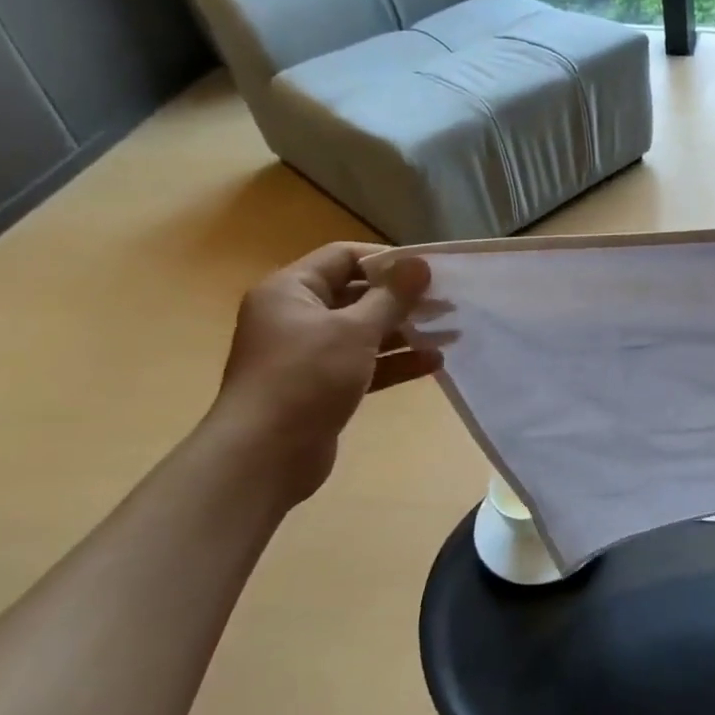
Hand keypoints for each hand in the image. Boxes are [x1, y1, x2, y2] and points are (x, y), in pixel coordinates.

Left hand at [207, 243, 451, 504]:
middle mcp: (295, 316)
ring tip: (450, 333)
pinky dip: (395, 361)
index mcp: (290, 290)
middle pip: (357, 295)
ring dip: (405, 331)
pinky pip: (364, 363)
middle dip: (403, 300)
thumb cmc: (306, 378)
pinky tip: (433, 362)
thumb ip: (391, 296)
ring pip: (364, 331)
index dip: (387, 260)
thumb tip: (421, 262)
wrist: (264, 456)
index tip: (429, 271)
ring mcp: (308, 353)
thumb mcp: (355, 330)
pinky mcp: (322, 386)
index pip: (343, 257)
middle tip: (448, 303)